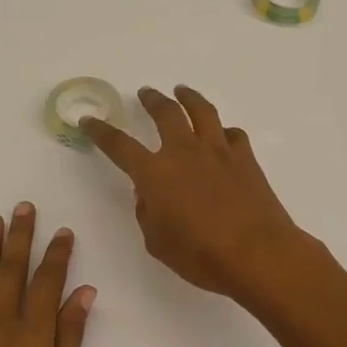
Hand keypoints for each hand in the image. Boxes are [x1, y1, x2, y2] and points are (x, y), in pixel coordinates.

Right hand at [82, 86, 306, 301]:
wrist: (257, 254)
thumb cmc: (201, 256)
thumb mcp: (157, 242)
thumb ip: (148, 213)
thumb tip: (149, 194)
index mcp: (155, 173)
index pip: (119, 145)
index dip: (101, 131)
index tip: (89, 120)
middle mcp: (184, 152)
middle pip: (165, 113)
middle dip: (152, 100)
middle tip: (146, 93)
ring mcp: (218, 151)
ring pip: (202, 111)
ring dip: (188, 98)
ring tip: (182, 91)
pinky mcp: (245, 158)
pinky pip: (233, 134)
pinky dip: (223, 131)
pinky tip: (222, 135)